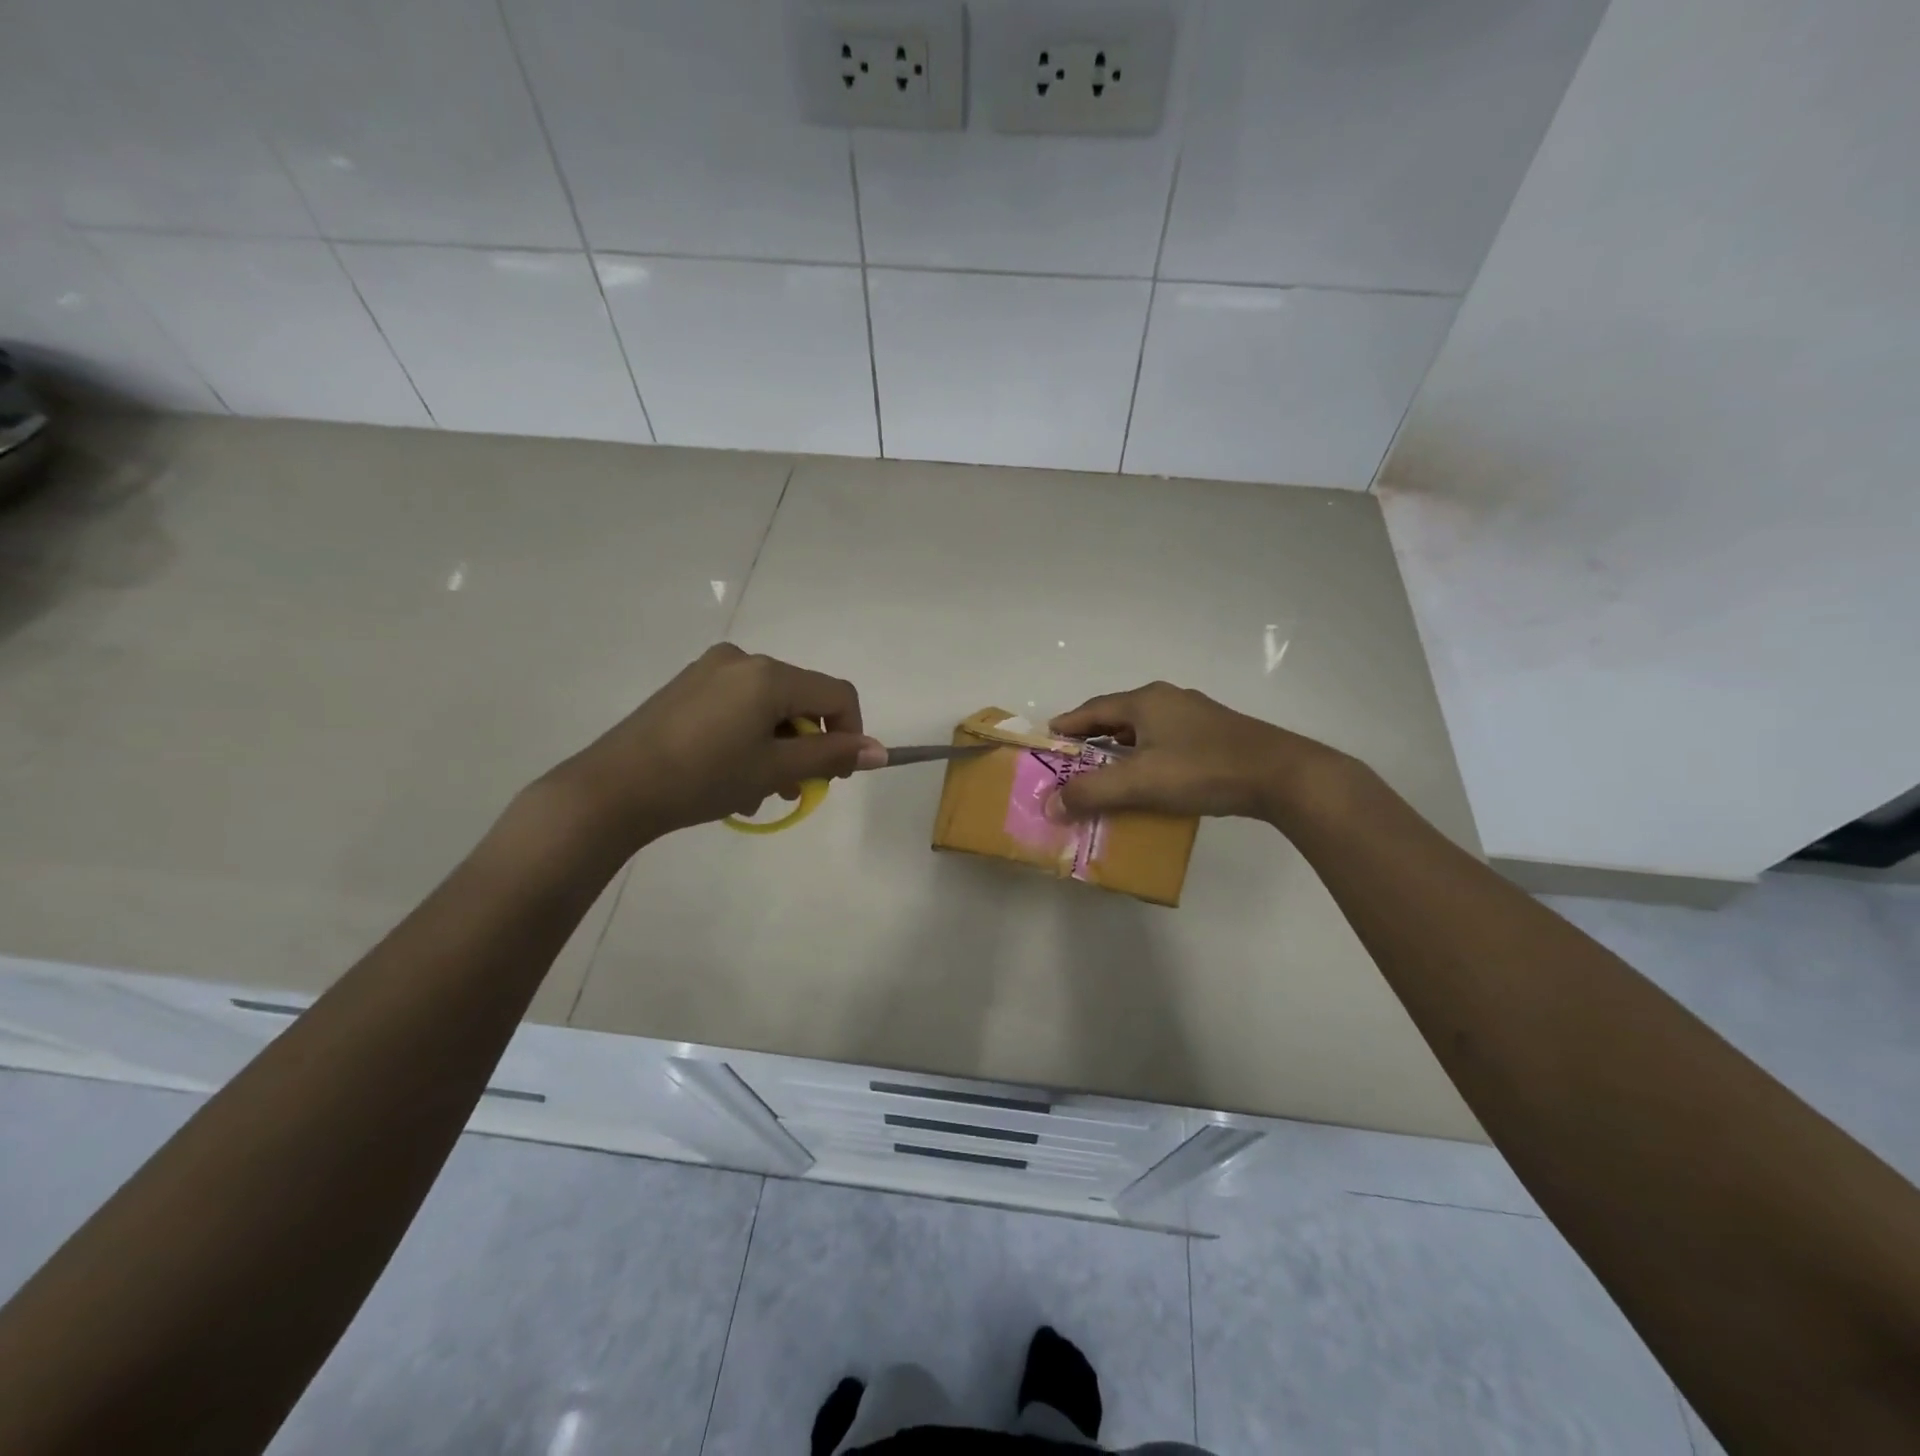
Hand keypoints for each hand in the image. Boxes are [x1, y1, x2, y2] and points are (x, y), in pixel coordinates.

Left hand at [554, 644, 883, 846]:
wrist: (614, 788)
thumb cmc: (703, 778)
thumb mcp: (774, 770)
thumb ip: (831, 756)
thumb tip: (880, 751)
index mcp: (769, 674)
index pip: (837, 694)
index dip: (850, 734)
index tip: (837, 776)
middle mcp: (743, 659)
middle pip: (801, 699)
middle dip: (807, 746)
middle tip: (794, 790)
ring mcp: (711, 670)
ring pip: (769, 707)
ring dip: (778, 747)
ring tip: (760, 792)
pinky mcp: (688, 686)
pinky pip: (739, 706)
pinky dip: (750, 737)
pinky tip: (732, 775)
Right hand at [1046, 682, 1343, 823]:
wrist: (1281, 775)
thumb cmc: (1202, 770)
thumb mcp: (1140, 782)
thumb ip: (1091, 792)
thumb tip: (1049, 804)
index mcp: (1146, 700)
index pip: (1092, 710)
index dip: (1067, 726)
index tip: (1047, 742)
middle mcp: (1168, 700)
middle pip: (1117, 717)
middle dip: (1091, 739)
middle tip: (1071, 764)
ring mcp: (1194, 715)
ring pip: (1143, 730)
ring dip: (1120, 750)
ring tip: (1104, 774)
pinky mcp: (1214, 734)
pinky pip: (1166, 742)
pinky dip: (1146, 757)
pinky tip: (1149, 779)